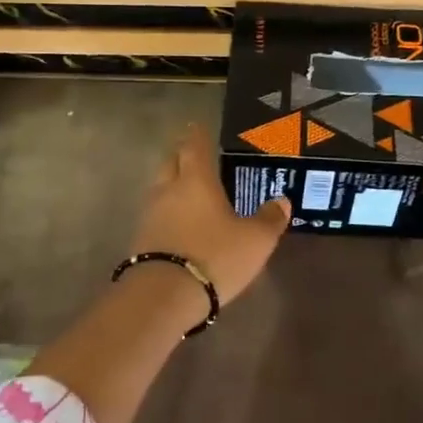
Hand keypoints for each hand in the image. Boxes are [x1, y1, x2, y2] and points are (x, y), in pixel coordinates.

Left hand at [129, 123, 290, 307]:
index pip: (194, 146)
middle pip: (170, 162)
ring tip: (190, 190)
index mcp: (196, 181)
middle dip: (181, 156)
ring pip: (160, 188)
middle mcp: (168, 190)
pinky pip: (156, 215)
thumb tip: (281, 201)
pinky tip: (180, 223)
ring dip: (172, 184)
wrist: (163, 297)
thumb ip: (270, 218)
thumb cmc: (214, 257)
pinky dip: (168, 212)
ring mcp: (150, 216)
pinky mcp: (141, 240)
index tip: (198, 125)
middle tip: (195, 155)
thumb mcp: (255, 240)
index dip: (197, 134)